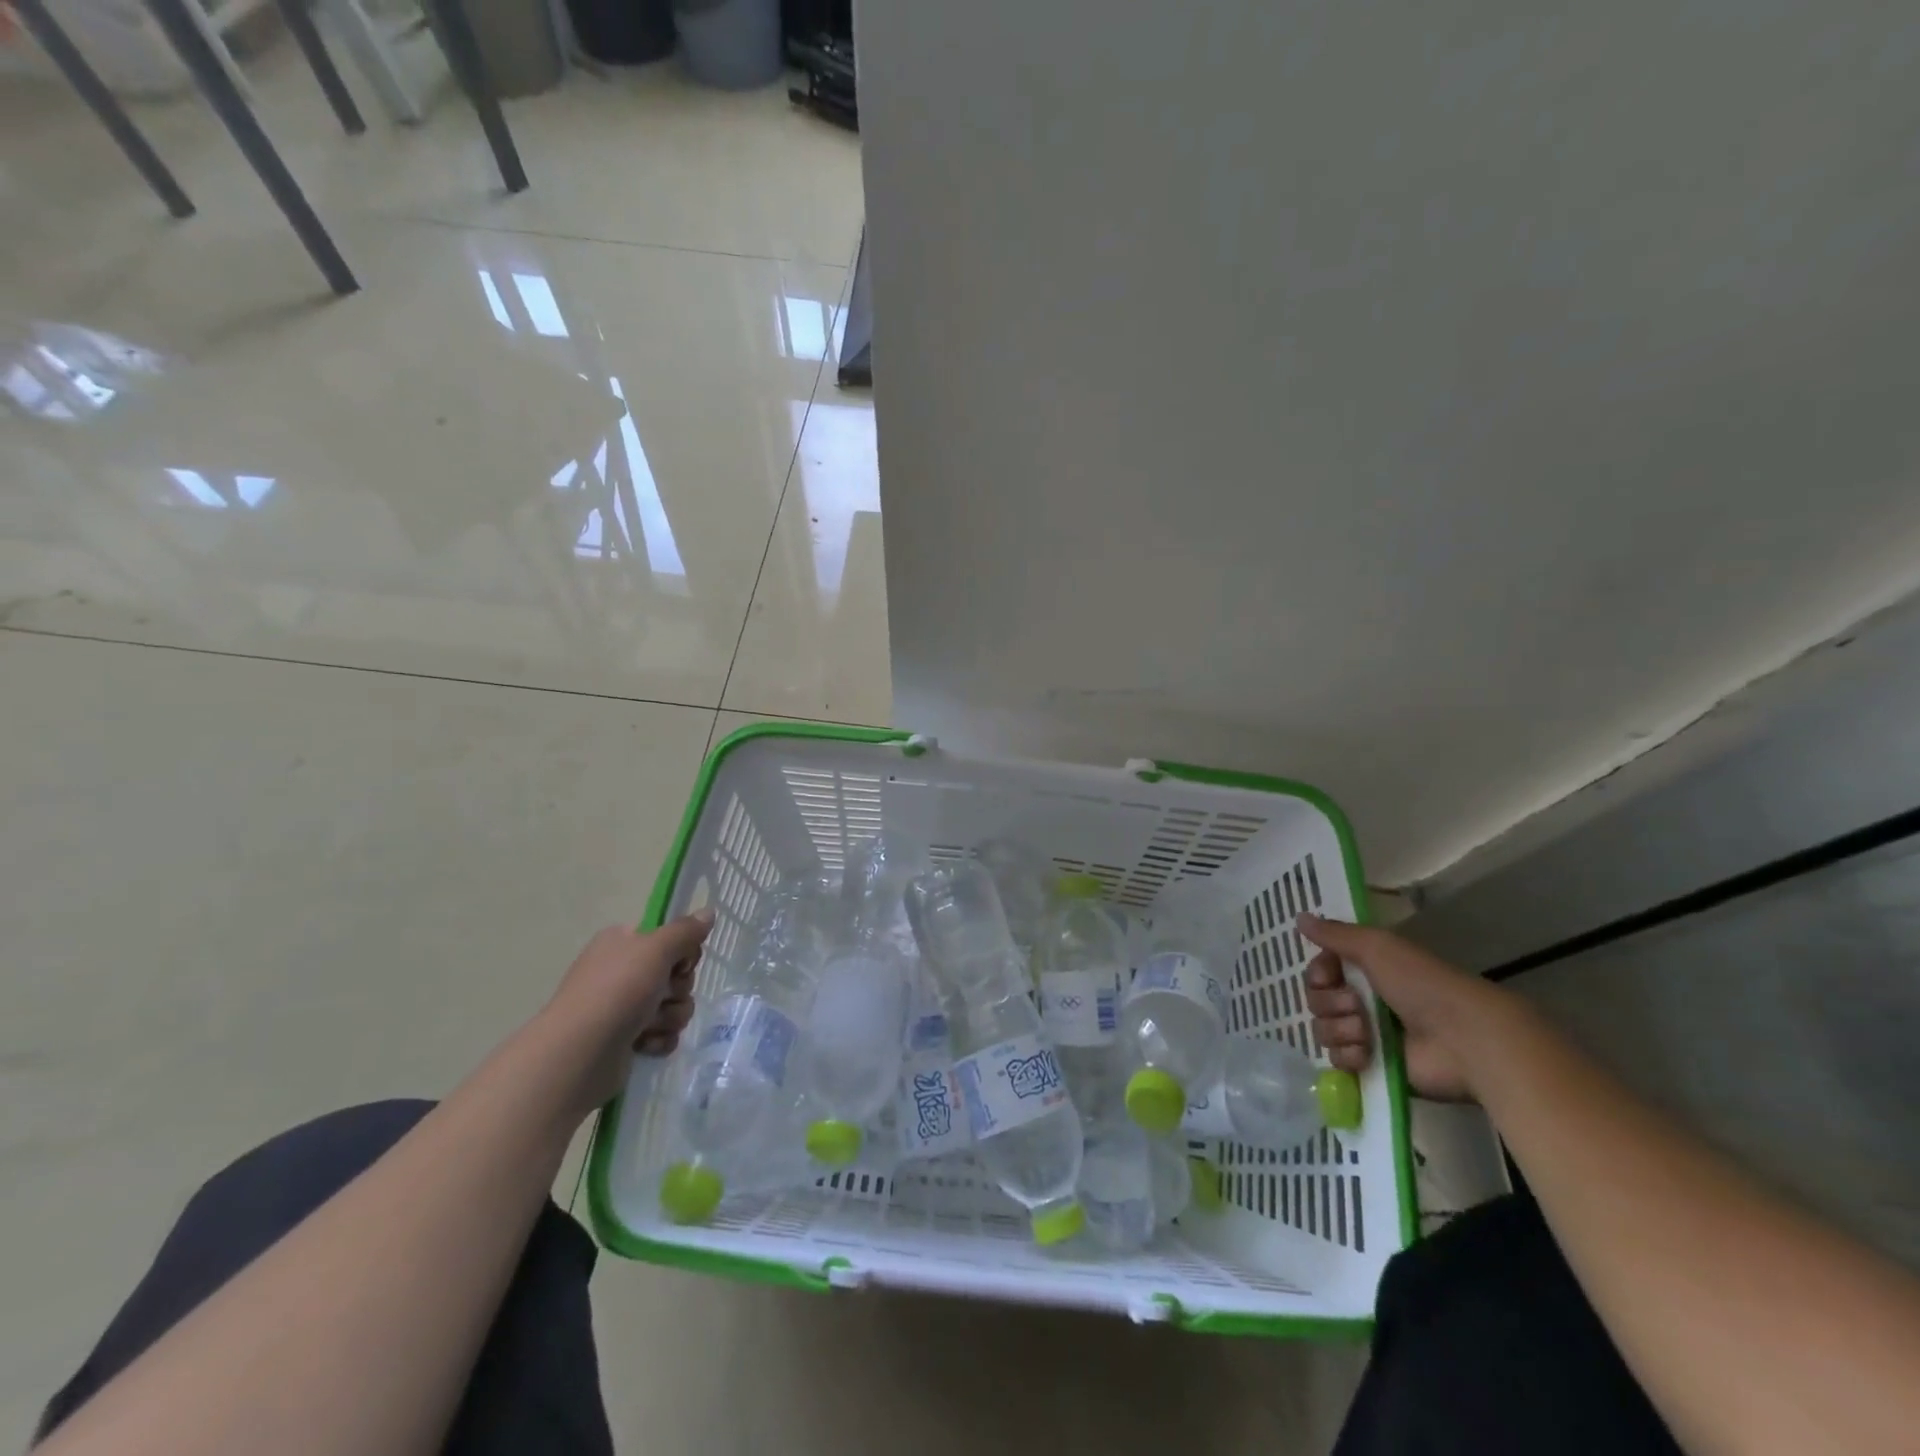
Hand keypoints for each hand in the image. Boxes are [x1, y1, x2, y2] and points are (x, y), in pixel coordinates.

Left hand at [548, 910, 712, 1111]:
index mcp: (623, 943)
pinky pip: (662, 1033)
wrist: (580, 1054)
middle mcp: (622, 972)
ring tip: (651, 1025)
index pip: (669, 939)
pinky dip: (659, 1039)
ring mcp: (622, 1007)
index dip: (683, 952)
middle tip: (663, 995)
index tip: (680, 963)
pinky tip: (645, 1044)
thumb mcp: (656, 949)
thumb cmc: (617, 990)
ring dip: (670, 1016)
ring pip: (673, 1005)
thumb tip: (708, 912)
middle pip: (676, 974)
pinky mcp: (626, 1040)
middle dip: (678, 989)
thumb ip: (685, 930)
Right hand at [1300, 913, 1500, 1102]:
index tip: (1328, 976)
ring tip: (1367, 1033)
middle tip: (1357, 1006)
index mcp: (1365, 970)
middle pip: (1316, 1000)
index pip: (1318, 970)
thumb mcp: (1376, 947)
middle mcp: (1363, 1000)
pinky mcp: (1373, 1067)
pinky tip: (1367, 1054)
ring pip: (1323, 1029)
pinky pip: (1336, 1060)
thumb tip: (1299, 916)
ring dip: (1341, 1029)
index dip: (1317, 974)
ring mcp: (1367, 1035)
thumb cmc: (1421, 984)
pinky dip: (1348, 1056)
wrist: (1463, 1039)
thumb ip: (1335, 934)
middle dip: (1330, 1003)